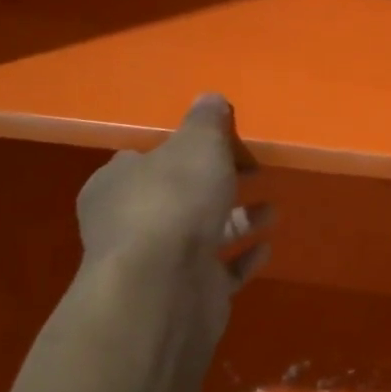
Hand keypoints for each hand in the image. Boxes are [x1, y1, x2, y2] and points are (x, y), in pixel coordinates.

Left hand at [73, 94, 271, 353]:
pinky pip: (222, 271)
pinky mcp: (188, 293)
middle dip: (216, 184)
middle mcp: (132, 223)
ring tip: (272, 208)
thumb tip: (210, 99)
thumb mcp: (196, 144)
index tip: (217, 142)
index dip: (179, 149)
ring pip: (204, 233)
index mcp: (118, 183)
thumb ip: (206, 122)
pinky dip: (244, 257)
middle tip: (253, 170)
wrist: (163, 287)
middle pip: (179, 195)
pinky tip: (267, 245)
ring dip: (238, 219)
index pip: (144, 158)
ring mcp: (160, 262)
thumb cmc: (173, 201)